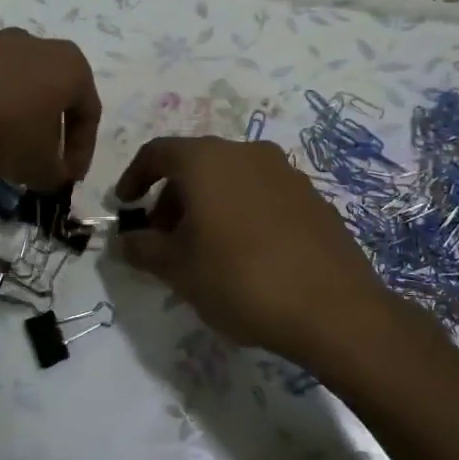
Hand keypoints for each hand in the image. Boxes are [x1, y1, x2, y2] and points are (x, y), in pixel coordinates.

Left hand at [0, 29, 99, 188]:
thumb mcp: (36, 165)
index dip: (82, 152)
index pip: (89, 114)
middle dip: (49, 135)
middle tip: (39, 166)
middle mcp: (38, 45)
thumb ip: (55, 175)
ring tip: (1, 154)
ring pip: (19, 90)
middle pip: (55, 98)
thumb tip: (54, 175)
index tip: (67, 180)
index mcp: (70, 66)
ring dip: (17, 123)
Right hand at [113, 136, 400, 367]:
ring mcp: (284, 172)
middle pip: (195, 164)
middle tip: (163, 238)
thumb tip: (125, 240)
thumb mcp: (178, 270)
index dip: (134, 177)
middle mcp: (246, 152)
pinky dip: (240, 211)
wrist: (333, 307)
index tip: (125, 207)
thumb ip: (143, 249)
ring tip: (202, 249)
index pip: (158, 152)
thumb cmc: (240, 279)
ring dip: (206, 204)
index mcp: (207, 160)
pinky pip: (261, 193)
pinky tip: (244, 253)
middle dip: (171, 197)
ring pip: (230, 177)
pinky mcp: (311, 196)